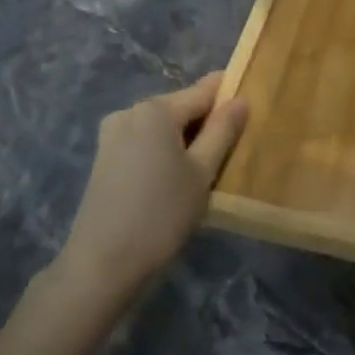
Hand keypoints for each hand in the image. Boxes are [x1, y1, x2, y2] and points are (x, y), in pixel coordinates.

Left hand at [55, 73, 247, 301]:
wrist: (102, 265)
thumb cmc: (161, 215)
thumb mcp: (202, 172)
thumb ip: (222, 131)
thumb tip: (240, 99)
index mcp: (156, 109)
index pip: (205, 90)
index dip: (230, 96)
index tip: (252, 113)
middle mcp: (131, 111)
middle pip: (181, 106)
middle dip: (207, 123)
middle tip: (233, 152)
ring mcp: (112, 134)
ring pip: (162, 126)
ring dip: (186, 140)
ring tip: (206, 170)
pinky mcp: (104, 157)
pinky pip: (144, 142)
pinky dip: (164, 152)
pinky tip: (175, 180)